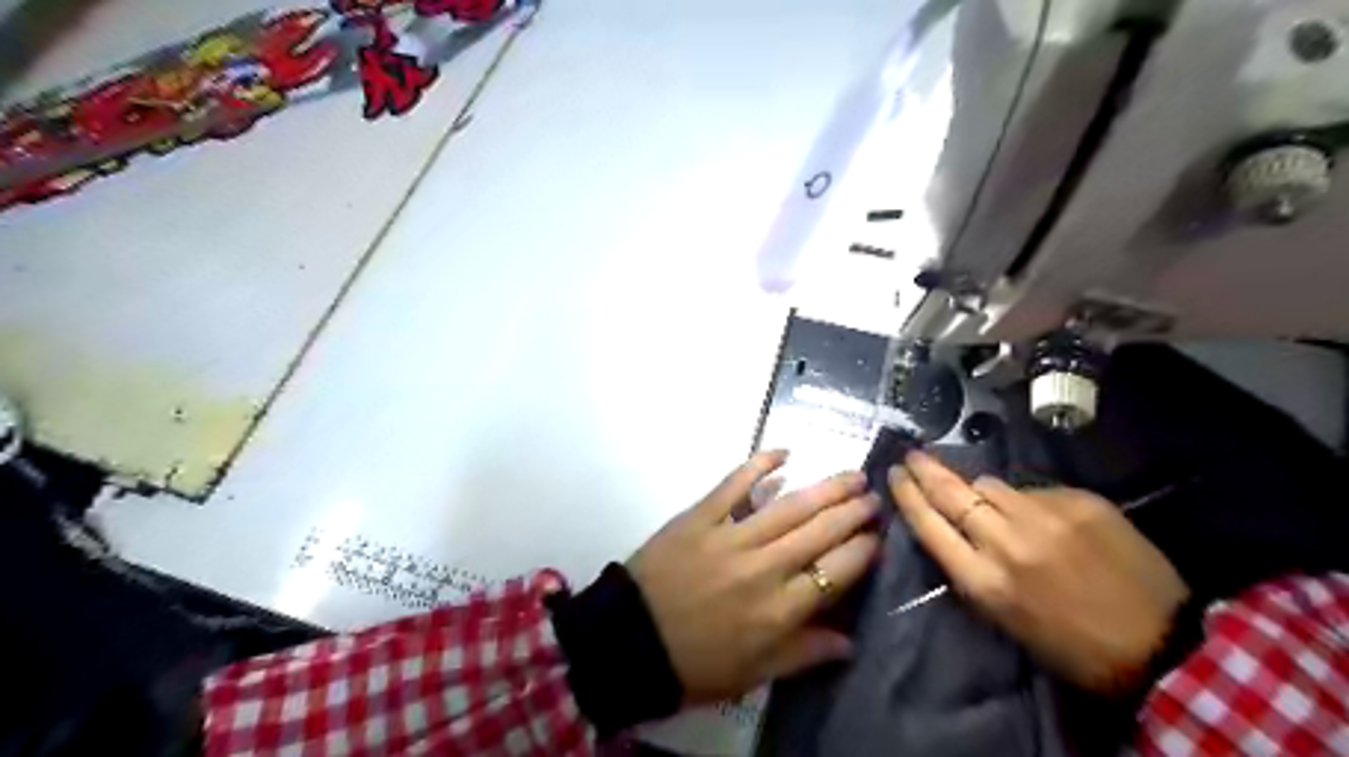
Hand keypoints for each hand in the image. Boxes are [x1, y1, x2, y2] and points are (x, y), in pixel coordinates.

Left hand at [632, 450, 887, 702]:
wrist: (627, 642)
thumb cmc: (693, 665)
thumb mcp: (753, 674)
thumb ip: (803, 654)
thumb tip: (849, 642)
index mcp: (779, 612)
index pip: (836, 573)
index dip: (863, 551)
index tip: (878, 537)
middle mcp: (763, 569)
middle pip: (820, 532)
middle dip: (853, 512)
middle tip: (873, 496)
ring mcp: (730, 538)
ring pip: (789, 507)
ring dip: (825, 489)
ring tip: (851, 476)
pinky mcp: (700, 517)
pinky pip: (734, 485)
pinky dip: (759, 465)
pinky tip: (784, 452)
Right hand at [893, 449, 1181, 691]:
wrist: (1161, 643)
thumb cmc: (1071, 643)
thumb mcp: (1004, 616)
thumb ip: (973, 565)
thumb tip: (963, 524)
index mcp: (984, 581)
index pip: (929, 525)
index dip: (907, 496)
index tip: (895, 475)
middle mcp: (1007, 542)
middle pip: (951, 493)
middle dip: (926, 470)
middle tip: (912, 454)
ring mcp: (1045, 516)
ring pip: (991, 485)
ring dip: (981, 491)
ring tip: (989, 502)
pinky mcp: (1079, 501)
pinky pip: (1034, 491)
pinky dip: (1028, 502)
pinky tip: (1046, 521)